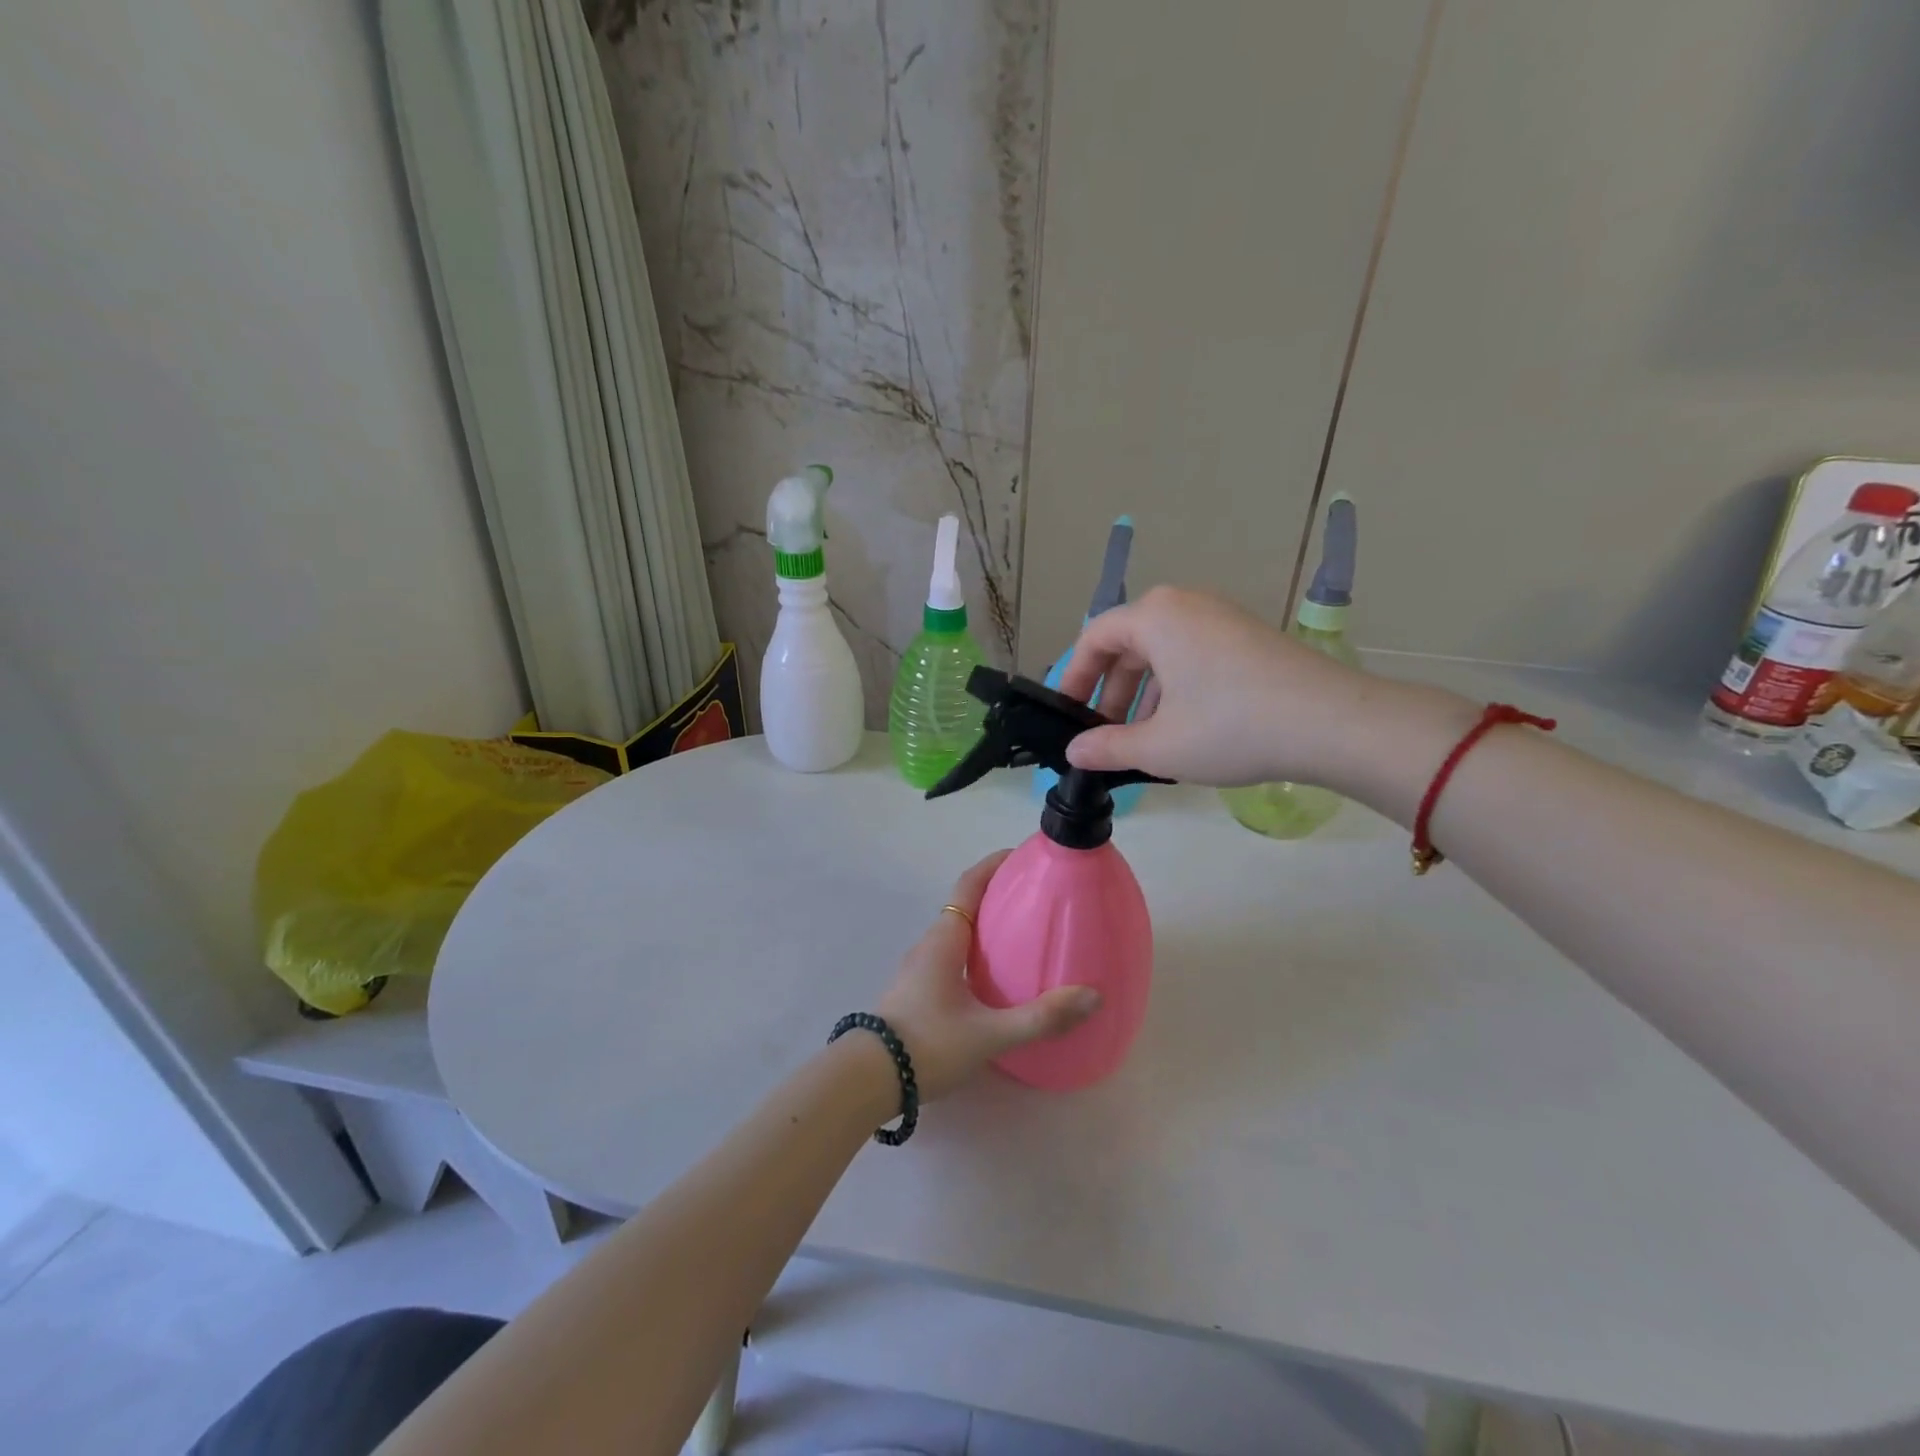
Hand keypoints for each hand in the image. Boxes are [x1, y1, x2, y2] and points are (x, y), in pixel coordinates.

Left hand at [875, 851, 1100, 1100]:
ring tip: (1024, 935)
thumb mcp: (989, 1034)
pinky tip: (996, 978)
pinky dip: (976, 951)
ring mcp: (919, 969)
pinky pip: (952, 956)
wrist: (868, 1079)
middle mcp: (930, 945)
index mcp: (944, 939)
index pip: (969, 885)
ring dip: (987, 925)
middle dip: (999, 894)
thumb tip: (1092, 996)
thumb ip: (1041, 1017)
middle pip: (966, 905)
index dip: (994, 864)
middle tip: (1038, 897)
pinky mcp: (917, 991)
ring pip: (958, 933)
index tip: (1024, 855)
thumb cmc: (928, 1045)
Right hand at [1057, 587, 1372, 786]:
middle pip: (1128, 644)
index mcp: (1155, 617)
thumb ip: (1107, 747)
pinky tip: (1184, 729)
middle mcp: (1185, 605)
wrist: (1333, 724)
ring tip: (1143, 740)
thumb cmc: (1232, 728)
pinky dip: (1175, 688)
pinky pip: (1193, 656)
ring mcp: (1221, 618)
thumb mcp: (1159, 745)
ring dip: (1143, 695)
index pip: (1094, 638)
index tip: (1068, 715)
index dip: (1074, 678)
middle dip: (1110, 692)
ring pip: (1162, 653)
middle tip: (1104, 735)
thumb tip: (1074, 751)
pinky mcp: (1247, 637)